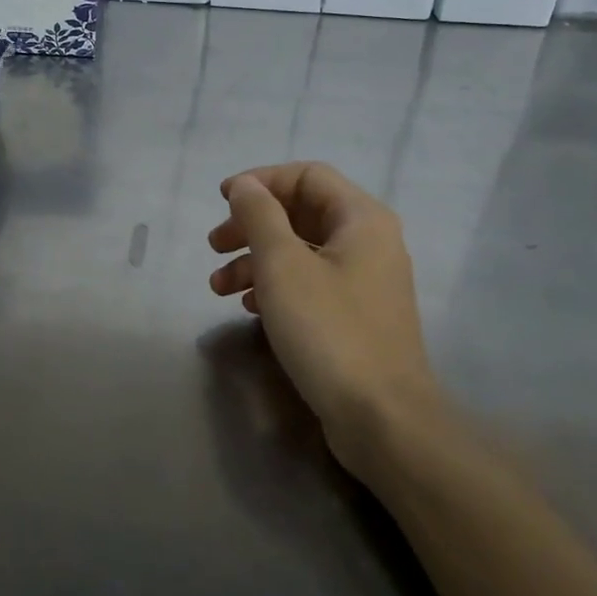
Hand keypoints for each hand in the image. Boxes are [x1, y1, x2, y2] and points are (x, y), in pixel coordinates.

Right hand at [208, 163, 440, 473]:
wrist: (382, 420)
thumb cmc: (329, 330)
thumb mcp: (282, 265)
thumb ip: (260, 216)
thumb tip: (246, 186)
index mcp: (361, 219)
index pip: (307, 175)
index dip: (261, 180)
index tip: (222, 200)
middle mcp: (369, 242)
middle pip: (301, 213)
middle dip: (252, 225)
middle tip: (214, 245)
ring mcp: (365, 282)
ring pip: (301, 252)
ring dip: (256, 260)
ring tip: (218, 287)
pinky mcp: (356, 316)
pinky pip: (310, 284)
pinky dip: (276, 287)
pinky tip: (248, 308)